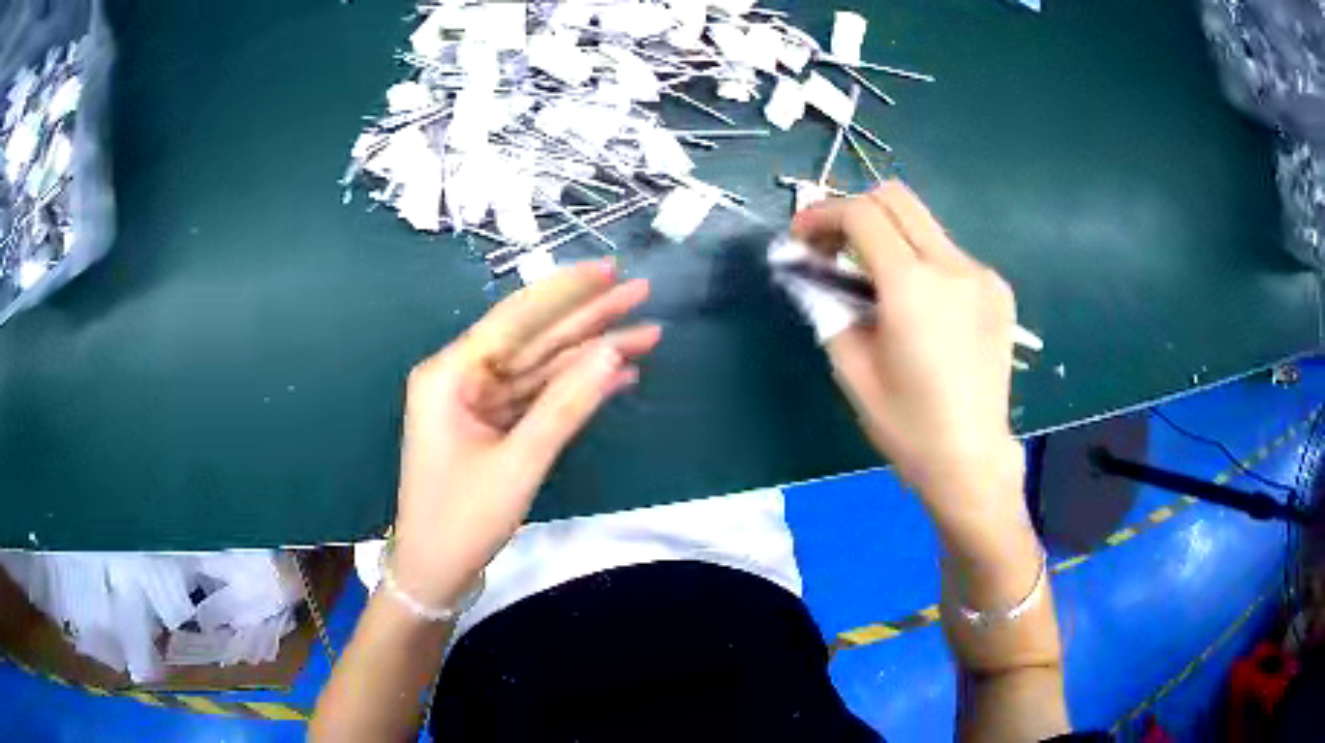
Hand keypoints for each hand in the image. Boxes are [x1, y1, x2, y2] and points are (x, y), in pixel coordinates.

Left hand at [391, 260, 660, 606]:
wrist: (434, 570)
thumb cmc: (463, 520)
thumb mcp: (517, 464)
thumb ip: (565, 406)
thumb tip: (612, 354)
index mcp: (450, 375)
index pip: (515, 319)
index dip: (566, 292)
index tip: (610, 270)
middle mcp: (461, 377)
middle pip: (533, 338)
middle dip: (589, 318)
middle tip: (641, 293)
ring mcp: (477, 401)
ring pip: (541, 367)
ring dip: (591, 354)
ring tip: (646, 334)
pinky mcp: (491, 423)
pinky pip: (537, 396)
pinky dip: (574, 390)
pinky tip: (617, 376)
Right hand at [791, 182, 1023, 521]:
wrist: (971, 459)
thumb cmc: (907, 425)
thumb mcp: (851, 369)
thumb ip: (827, 307)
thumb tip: (808, 274)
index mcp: (912, 286)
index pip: (862, 214)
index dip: (822, 214)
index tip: (801, 238)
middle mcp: (952, 266)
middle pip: (896, 198)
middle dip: (855, 210)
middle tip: (834, 248)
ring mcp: (982, 275)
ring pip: (925, 225)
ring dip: (889, 236)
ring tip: (874, 282)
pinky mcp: (998, 290)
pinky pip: (950, 254)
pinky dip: (922, 261)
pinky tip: (919, 305)